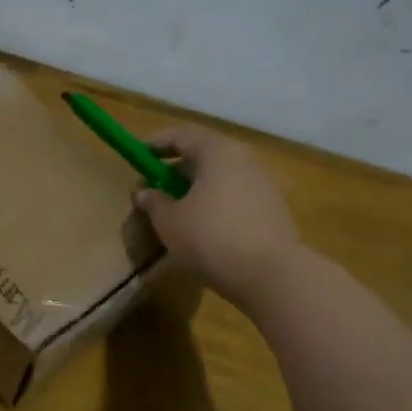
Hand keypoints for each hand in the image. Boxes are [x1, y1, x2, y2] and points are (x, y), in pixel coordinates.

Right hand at [134, 125, 306, 311]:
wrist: (271, 275)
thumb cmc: (211, 237)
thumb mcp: (169, 221)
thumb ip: (154, 202)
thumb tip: (145, 193)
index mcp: (218, 153)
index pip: (183, 135)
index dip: (158, 143)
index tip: (139, 154)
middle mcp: (244, 161)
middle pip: (205, 156)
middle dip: (176, 169)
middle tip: (155, 188)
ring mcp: (263, 185)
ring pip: (220, 178)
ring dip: (196, 189)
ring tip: (176, 211)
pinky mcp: (272, 211)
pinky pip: (234, 197)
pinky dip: (214, 204)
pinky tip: (202, 228)